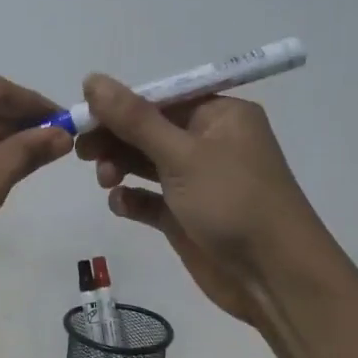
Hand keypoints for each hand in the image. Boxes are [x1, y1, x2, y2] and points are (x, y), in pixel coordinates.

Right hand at [75, 75, 333, 326]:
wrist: (275, 279)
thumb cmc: (234, 202)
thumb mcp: (181, 155)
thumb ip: (134, 119)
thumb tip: (92, 79)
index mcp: (219, 116)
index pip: (159, 98)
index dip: (119, 105)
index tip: (83, 116)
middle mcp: (209, 142)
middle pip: (148, 130)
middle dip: (115, 138)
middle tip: (82, 152)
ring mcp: (197, 181)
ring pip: (145, 163)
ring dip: (120, 167)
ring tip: (105, 180)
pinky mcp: (186, 216)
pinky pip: (150, 199)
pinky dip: (132, 199)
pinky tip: (121, 205)